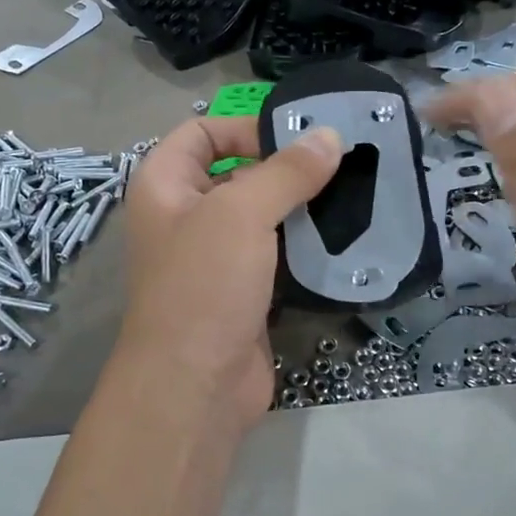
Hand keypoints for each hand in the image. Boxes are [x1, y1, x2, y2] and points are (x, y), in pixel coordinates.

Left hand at [105, 116, 342, 443]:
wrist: (195, 388)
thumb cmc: (204, 285)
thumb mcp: (241, 214)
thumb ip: (286, 172)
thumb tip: (330, 136)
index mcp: (164, 186)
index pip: (201, 133)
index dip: (245, 127)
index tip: (298, 138)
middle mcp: (184, 216)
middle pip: (237, 172)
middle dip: (284, 167)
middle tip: (341, 162)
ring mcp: (214, 257)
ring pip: (261, 216)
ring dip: (300, 207)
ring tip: (352, 193)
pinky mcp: (243, 291)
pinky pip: (276, 254)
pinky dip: (304, 245)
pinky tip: (342, 236)